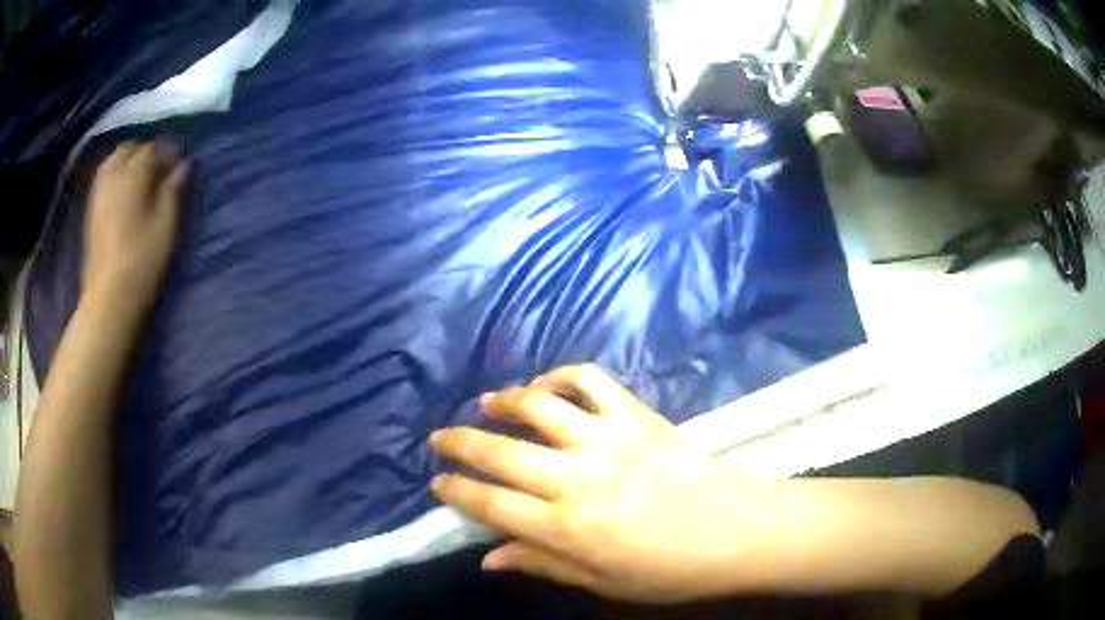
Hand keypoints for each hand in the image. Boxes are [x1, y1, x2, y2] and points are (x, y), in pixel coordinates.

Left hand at [83, 142, 188, 310]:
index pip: (153, 148)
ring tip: (141, 179)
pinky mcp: (91, 211)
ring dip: (128, 162)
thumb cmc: (143, 260)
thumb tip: (184, 165)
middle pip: (130, 149)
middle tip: (160, 169)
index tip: (180, 164)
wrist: (110, 299)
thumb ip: (174, 189)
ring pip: (113, 161)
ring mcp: (98, 193)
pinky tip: (124, 192)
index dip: (169, 152)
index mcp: (133, 174)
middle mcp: (113, 175)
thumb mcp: (167, 224)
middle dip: (146, 152)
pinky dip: (116, 176)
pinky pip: (104, 178)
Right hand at [430, 364, 762, 602]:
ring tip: (485, 403)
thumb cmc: (669, 570)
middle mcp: (577, 478)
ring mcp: (607, 439)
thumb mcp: (601, 583)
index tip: (436, 482)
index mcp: (566, 528)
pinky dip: (562, 376)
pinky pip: (591, 381)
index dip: (456, 491)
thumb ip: (541, 564)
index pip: (490, 504)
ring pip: (538, 406)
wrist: (737, 530)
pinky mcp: (635, 416)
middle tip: (439, 438)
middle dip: (459, 443)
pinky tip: (548, 386)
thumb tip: (488, 559)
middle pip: (500, 451)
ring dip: (503, 400)